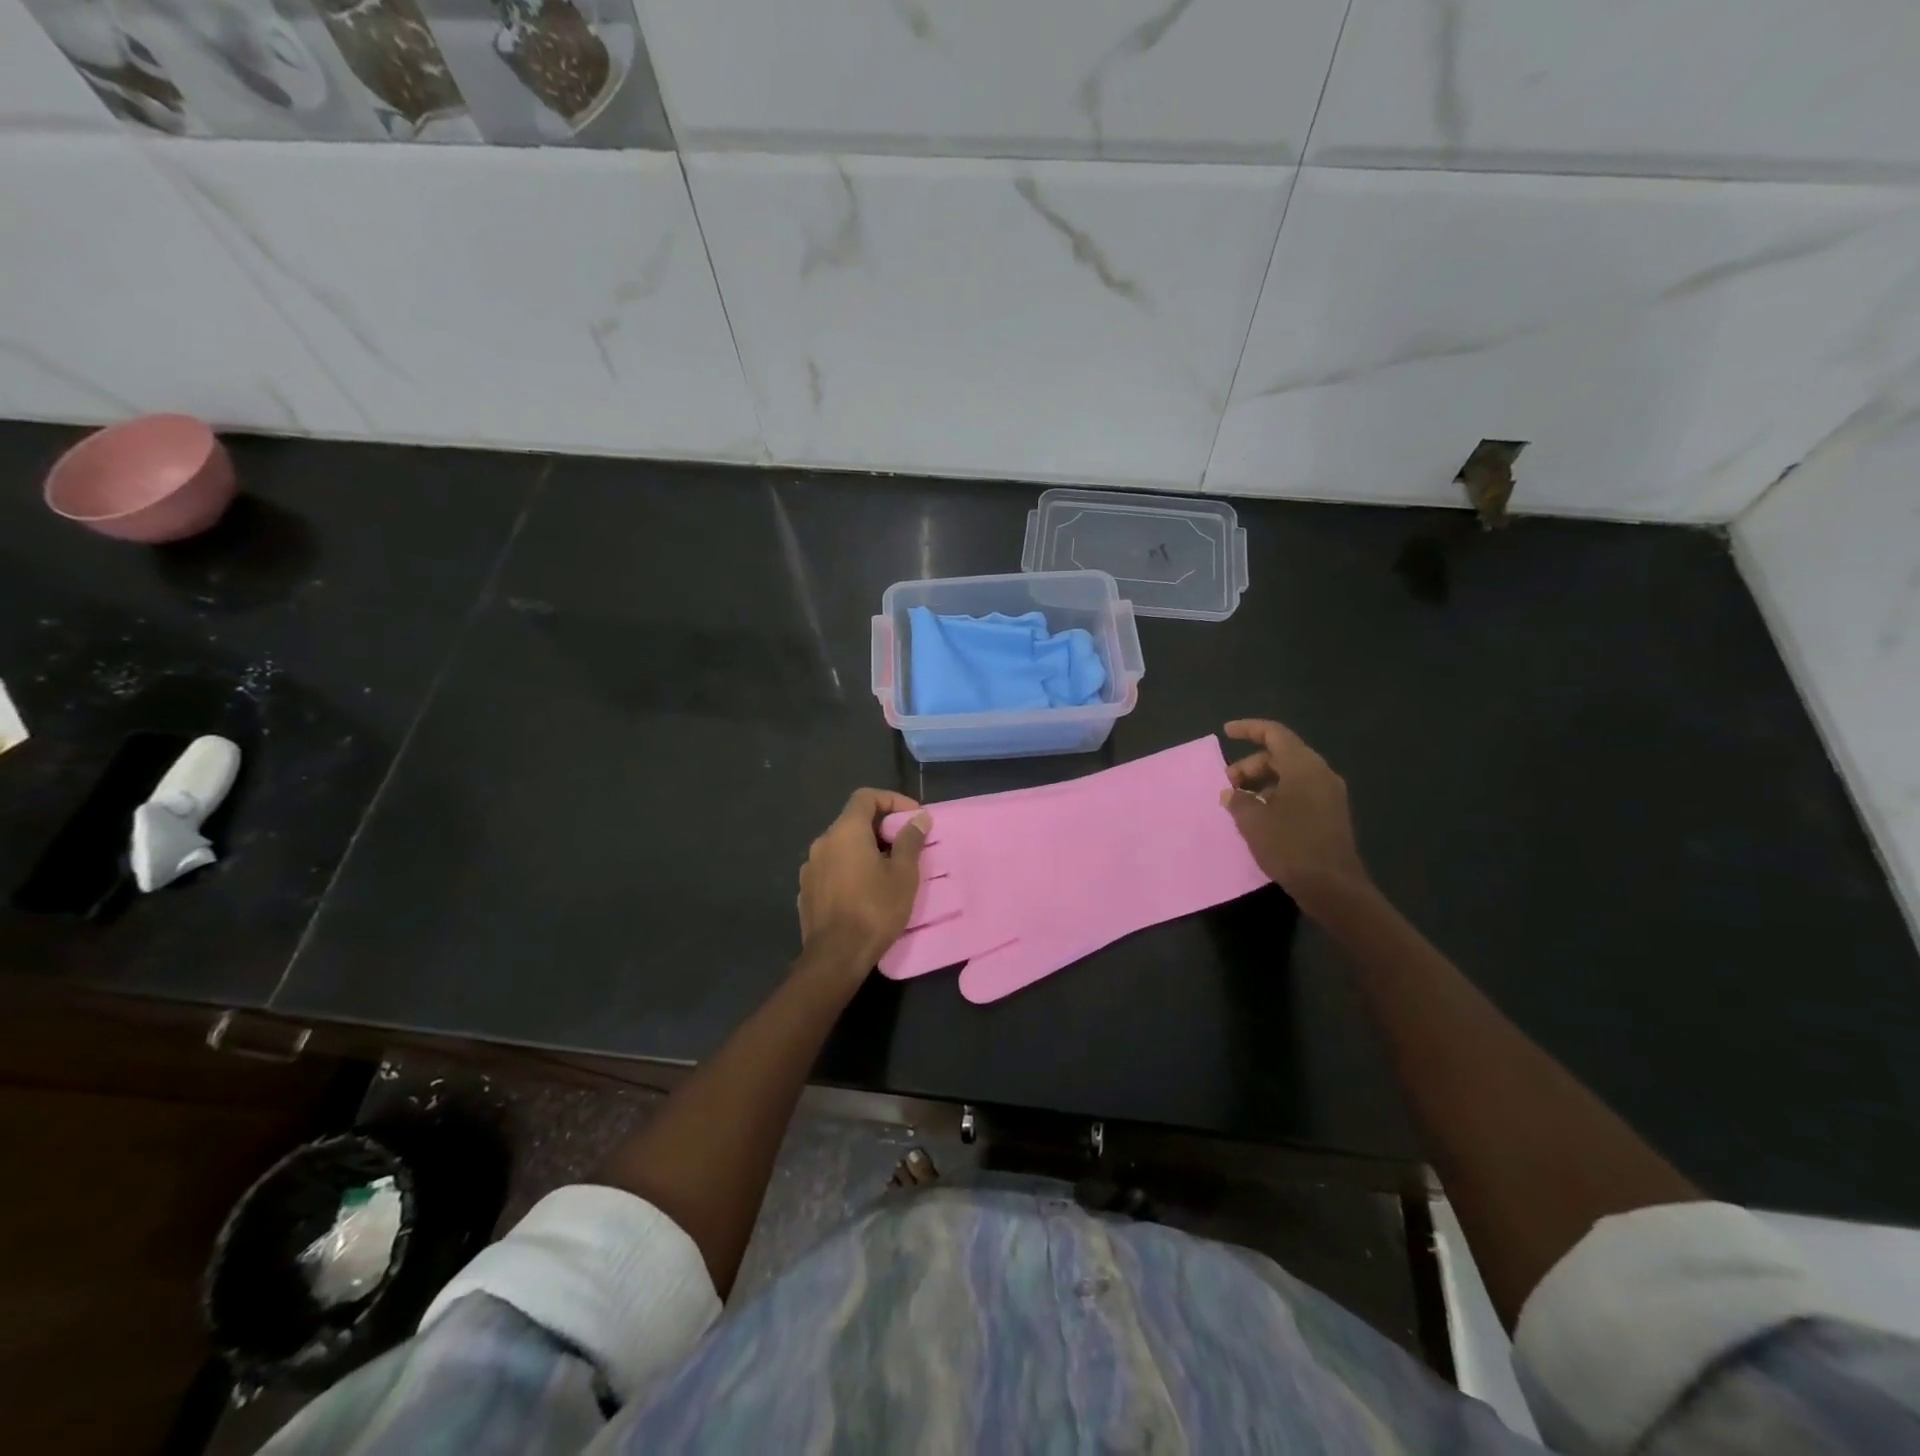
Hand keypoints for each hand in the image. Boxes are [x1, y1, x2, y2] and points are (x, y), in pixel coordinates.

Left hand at [797, 789, 929, 973]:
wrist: (835, 957)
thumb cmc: (874, 909)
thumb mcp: (903, 874)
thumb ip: (910, 840)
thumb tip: (919, 818)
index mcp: (845, 831)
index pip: (866, 797)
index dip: (892, 800)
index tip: (912, 818)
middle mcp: (822, 842)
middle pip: (853, 821)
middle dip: (881, 828)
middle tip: (905, 846)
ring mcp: (810, 867)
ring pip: (842, 846)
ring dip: (865, 850)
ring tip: (888, 870)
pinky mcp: (806, 891)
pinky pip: (832, 868)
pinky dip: (850, 869)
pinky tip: (865, 891)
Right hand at [1220, 719, 1372, 913]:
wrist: (1333, 888)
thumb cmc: (1290, 846)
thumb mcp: (1253, 821)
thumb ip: (1238, 800)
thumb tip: (1231, 793)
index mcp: (1304, 767)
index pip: (1275, 734)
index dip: (1248, 729)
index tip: (1226, 733)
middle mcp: (1320, 774)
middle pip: (1281, 755)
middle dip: (1251, 764)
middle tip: (1228, 784)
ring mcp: (1329, 795)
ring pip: (1290, 775)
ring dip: (1262, 782)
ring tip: (1240, 801)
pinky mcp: (1330, 814)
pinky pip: (1299, 791)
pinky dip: (1277, 795)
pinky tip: (1260, 815)